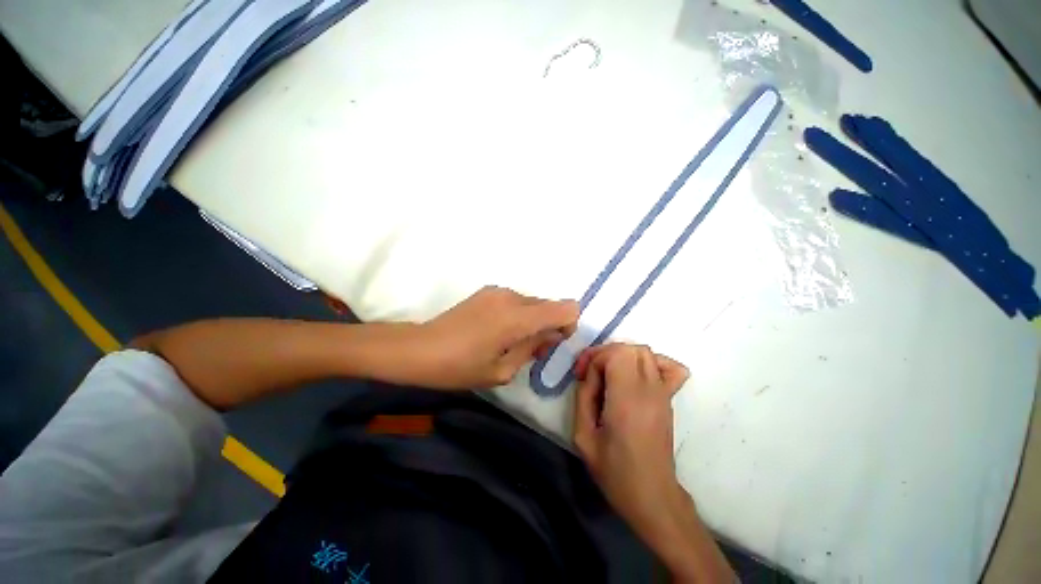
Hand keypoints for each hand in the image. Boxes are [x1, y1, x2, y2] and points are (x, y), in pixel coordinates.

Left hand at [404, 286, 578, 389]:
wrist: (420, 349)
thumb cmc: (460, 367)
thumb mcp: (503, 370)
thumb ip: (532, 349)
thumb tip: (549, 336)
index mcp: (517, 318)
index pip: (565, 308)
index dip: (568, 324)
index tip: (553, 342)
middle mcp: (511, 296)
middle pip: (549, 304)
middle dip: (549, 325)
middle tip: (532, 350)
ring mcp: (497, 291)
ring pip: (532, 303)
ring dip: (532, 320)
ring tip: (512, 342)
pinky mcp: (487, 291)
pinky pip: (516, 301)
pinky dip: (518, 314)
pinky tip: (498, 331)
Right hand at [573, 343, 690, 537]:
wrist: (652, 496)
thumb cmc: (614, 471)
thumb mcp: (583, 437)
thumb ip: (582, 398)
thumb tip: (587, 375)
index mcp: (627, 400)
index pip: (616, 354)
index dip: (594, 358)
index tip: (583, 376)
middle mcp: (649, 391)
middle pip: (630, 348)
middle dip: (605, 354)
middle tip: (592, 373)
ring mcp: (663, 394)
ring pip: (646, 352)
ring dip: (623, 355)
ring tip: (609, 373)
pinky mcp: (669, 400)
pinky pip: (670, 368)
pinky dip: (654, 362)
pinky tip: (638, 374)